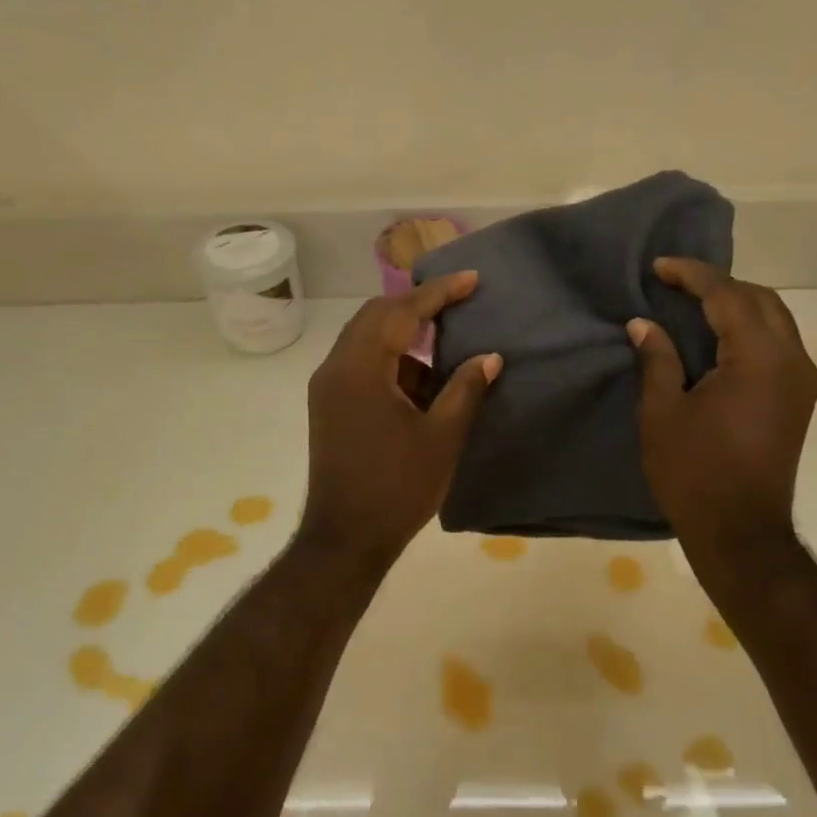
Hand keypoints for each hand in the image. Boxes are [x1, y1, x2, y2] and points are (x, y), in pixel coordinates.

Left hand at [298, 272, 502, 563]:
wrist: (346, 537)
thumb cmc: (397, 488)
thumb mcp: (441, 437)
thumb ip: (465, 389)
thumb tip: (490, 357)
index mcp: (361, 368)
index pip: (401, 311)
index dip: (439, 292)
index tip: (472, 279)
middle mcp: (335, 368)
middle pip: (376, 316)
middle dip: (418, 306)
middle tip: (458, 302)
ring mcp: (327, 388)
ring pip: (366, 341)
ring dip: (404, 336)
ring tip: (446, 343)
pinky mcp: (328, 407)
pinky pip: (360, 366)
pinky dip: (391, 363)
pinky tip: (422, 382)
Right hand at [628, 258, 816, 549]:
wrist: (740, 530)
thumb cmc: (694, 472)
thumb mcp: (662, 413)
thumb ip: (658, 359)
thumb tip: (644, 324)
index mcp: (758, 358)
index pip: (727, 296)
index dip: (692, 275)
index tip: (659, 267)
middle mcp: (792, 360)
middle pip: (760, 299)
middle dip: (719, 285)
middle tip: (675, 285)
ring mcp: (802, 380)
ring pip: (776, 319)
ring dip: (738, 305)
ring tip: (694, 306)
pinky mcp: (799, 399)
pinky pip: (779, 344)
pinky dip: (750, 329)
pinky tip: (719, 339)